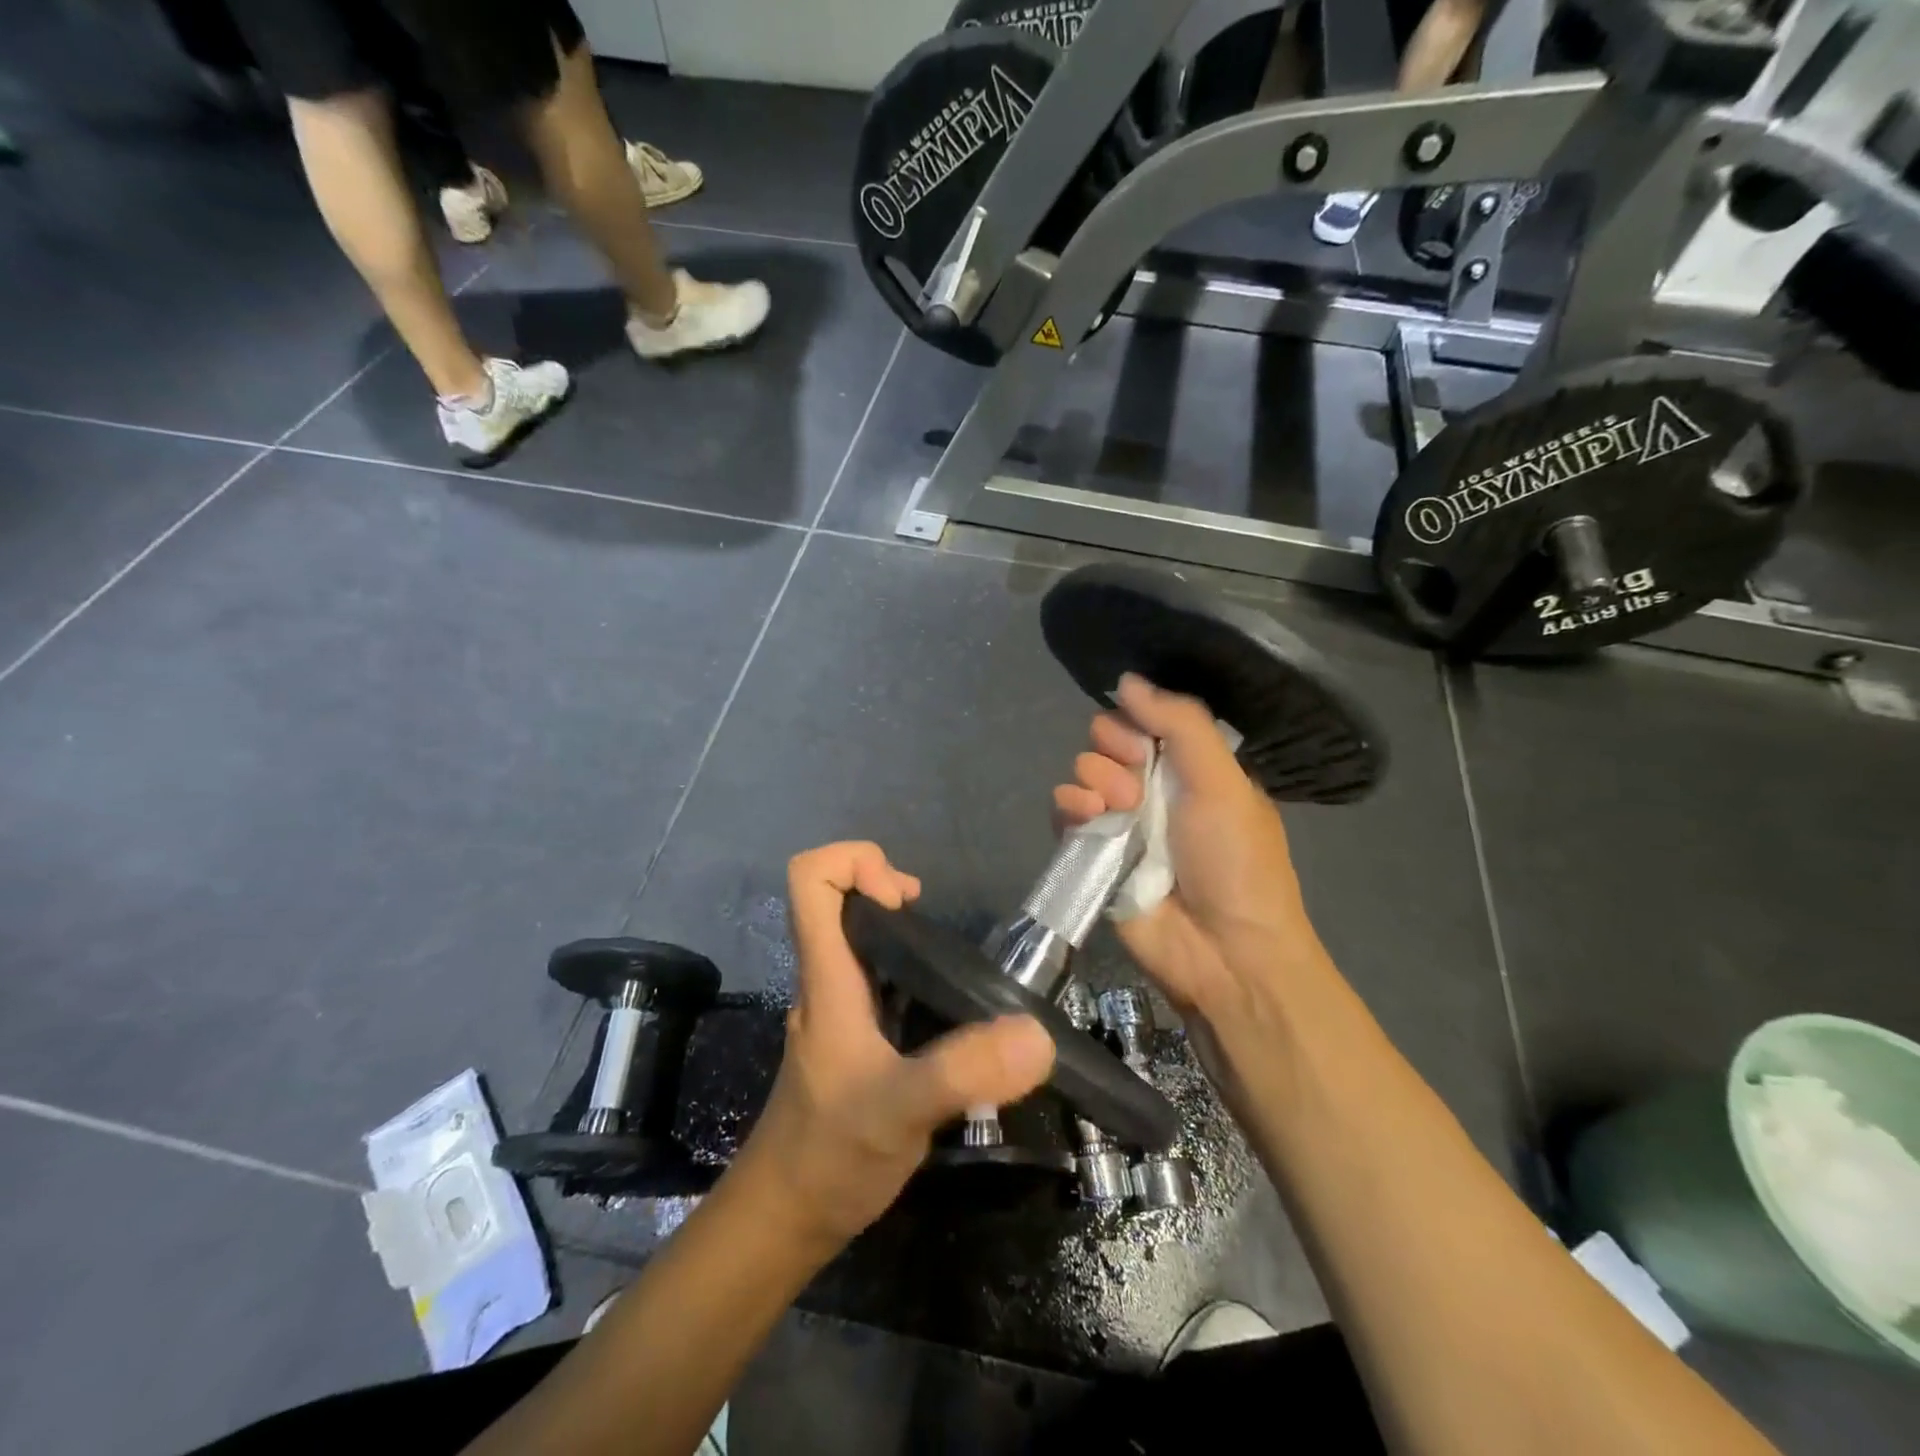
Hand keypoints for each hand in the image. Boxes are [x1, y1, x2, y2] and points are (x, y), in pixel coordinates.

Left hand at [734, 842, 1055, 1250]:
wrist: (785, 1221)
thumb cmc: (828, 1158)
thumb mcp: (899, 1112)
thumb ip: (964, 1071)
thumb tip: (1037, 1035)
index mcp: (827, 978)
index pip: (810, 880)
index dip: (855, 862)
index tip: (904, 899)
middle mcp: (828, 981)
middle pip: (837, 898)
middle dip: (886, 888)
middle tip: (934, 928)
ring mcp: (839, 1008)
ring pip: (860, 938)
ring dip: (902, 930)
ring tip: (951, 967)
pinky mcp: (855, 1036)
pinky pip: (878, 976)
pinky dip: (911, 970)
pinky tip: (948, 1010)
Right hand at [1051, 674, 1327, 1028]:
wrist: (1224, 952)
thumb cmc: (1234, 861)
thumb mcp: (1222, 781)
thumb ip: (1180, 723)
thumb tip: (1127, 679)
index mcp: (1192, 770)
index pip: (1146, 722)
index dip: (1134, 720)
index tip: (1139, 735)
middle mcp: (1154, 791)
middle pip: (1108, 744)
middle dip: (1113, 752)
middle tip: (1134, 783)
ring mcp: (1121, 824)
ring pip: (1083, 775)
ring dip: (1093, 781)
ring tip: (1117, 809)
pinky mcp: (1092, 856)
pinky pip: (1064, 814)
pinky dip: (1068, 808)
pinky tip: (1085, 817)